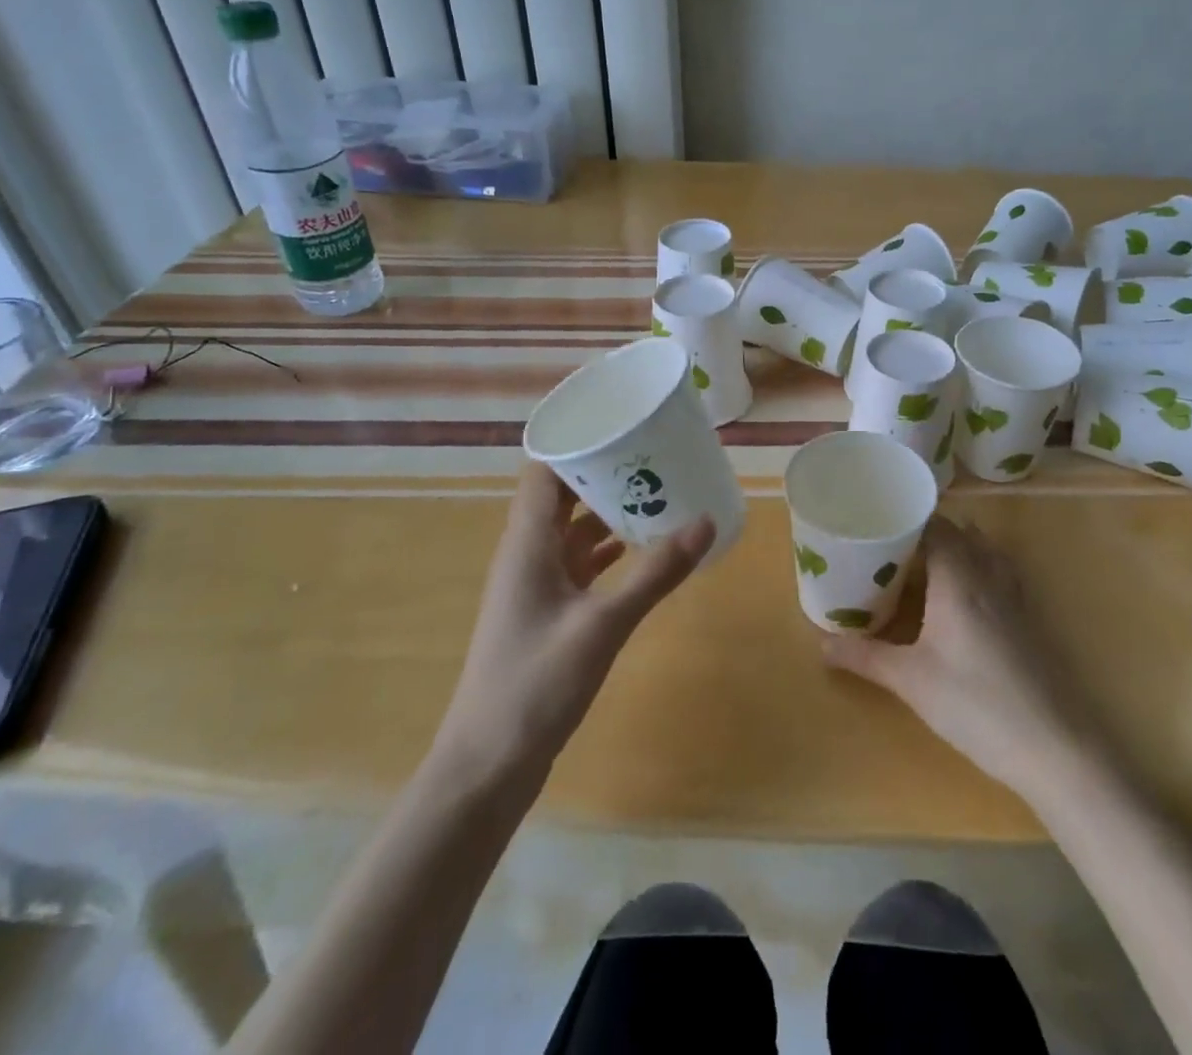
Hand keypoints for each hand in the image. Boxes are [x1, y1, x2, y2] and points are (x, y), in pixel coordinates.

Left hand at [431, 462, 714, 785]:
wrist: (486, 766)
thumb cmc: (535, 685)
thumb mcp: (602, 625)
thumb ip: (655, 573)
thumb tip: (705, 520)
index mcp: (527, 543)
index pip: (545, 470)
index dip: (578, 443)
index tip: (623, 425)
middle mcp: (527, 554)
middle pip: (562, 495)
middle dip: (605, 474)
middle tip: (656, 456)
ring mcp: (535, 585)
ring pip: (572, 530)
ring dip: (608, 512)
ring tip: (658, 493)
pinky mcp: (546, 612)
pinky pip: (578, 563)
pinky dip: (607, 550)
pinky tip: (642, 549)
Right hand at [823, 517, 1097, 801]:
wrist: (1055, 746)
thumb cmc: (976, 704)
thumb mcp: (910, 680)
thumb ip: (865, 656)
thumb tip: (821, 644)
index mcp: (959, 577)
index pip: (934, 525)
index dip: (906, 518)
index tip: (876, 522)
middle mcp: (989, 575)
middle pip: (960, 533)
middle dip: (925, 532)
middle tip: (889, 546)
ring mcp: (1015, 597)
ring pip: (984, 551)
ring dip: (957, 547)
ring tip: (923, 563)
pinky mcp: (1030, 620)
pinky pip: (1000, 573)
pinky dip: (978, 569)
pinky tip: (963, 597)